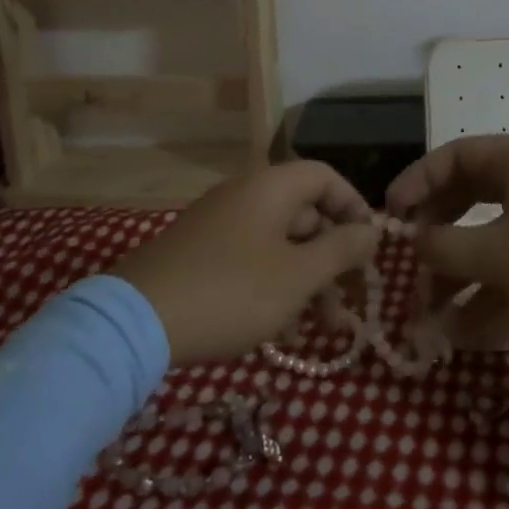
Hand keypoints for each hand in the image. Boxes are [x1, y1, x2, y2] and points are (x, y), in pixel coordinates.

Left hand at [111, 161, 377, 365]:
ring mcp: (219, 225)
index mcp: (271, 187)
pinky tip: (281, 331)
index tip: (369, 247)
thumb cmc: (232, 292)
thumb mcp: (298, 275)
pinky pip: (251, 260)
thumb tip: (372, 230)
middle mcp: (245, 196)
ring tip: (322, 329)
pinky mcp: (199, 254)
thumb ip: (342, 249)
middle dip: (333, 258)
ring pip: (280, 244)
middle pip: (305, 214)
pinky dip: (274, 287)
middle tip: (350, 301)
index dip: (354, 207)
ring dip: (307, 281)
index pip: (326, 177)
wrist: (136, 324)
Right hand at [385, 135, 508, 343]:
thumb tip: (412, 243)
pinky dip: (490, 283)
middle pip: (469, 193)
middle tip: (410, 257)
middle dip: (436, 230)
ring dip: (459, 266)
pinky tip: (465, 325)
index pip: (454, 156)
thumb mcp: (497, 254)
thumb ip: (444, 246)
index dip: (416, 182)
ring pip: (489, 230)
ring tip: (429, 306)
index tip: (389, 215)